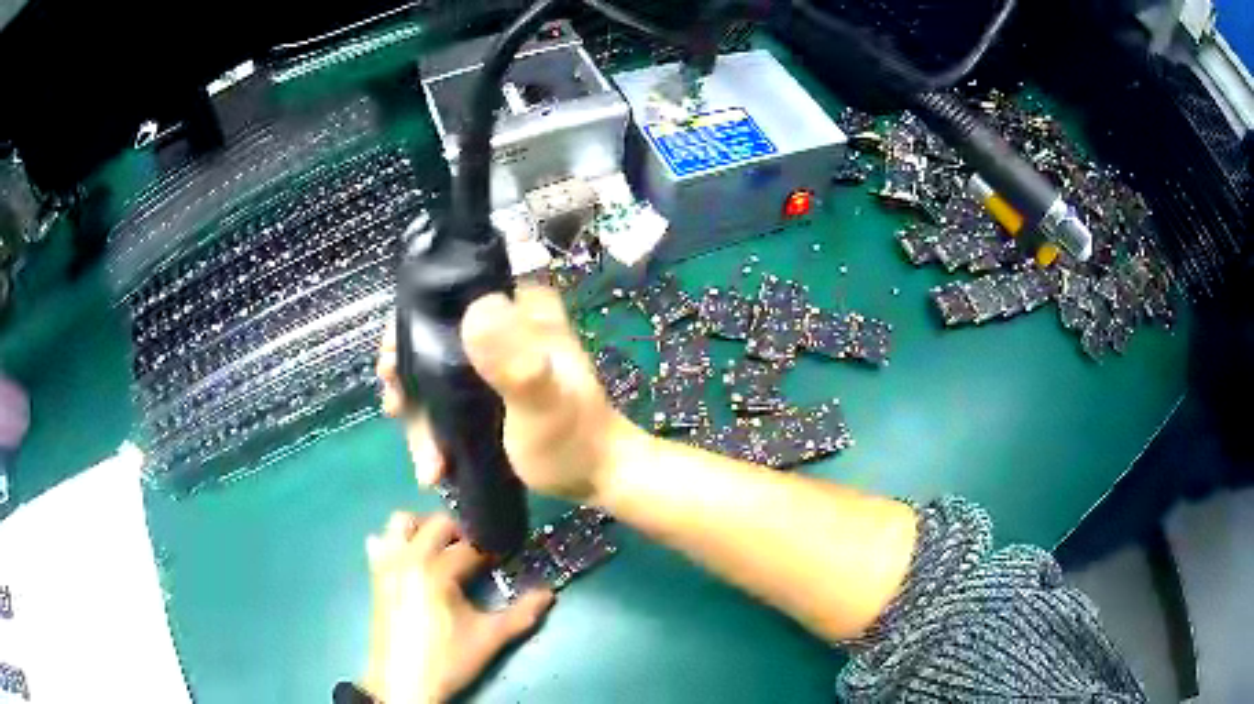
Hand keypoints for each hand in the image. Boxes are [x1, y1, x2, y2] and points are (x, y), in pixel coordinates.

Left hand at [362, 511, 553, 703]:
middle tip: (479, 552)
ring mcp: (387, 565)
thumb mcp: (489, 639)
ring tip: (443, 549)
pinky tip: (412, 561)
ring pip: (401, 522)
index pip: (471, 545)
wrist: (403, 684)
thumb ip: (522, 614)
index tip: (505, 556)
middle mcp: (408, 558)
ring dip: (424, 527)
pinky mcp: (375, 576)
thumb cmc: (447, 661)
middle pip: (437, 523)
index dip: (493, 549)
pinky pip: (380, 542)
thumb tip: (549, 593)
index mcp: (436, 571)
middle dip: (462, 531)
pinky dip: (396, 542)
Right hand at [377, 286, 643, 502]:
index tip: (394, 360)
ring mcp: (491, 364)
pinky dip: (433, 432)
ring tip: (426, 462)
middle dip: (406, 378)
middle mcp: (502, 329)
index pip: (452, 294)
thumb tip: (476, 310)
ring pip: (433, 376)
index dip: (411, 324)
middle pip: (432, 338)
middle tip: (396, 407)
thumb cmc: (573, 439)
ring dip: (419, 418)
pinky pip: (445, 403)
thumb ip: (514, 362)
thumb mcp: (543, 400)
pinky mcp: (485, 396)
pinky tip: (433, 468)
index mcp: (520, 312)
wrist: (595, 479)